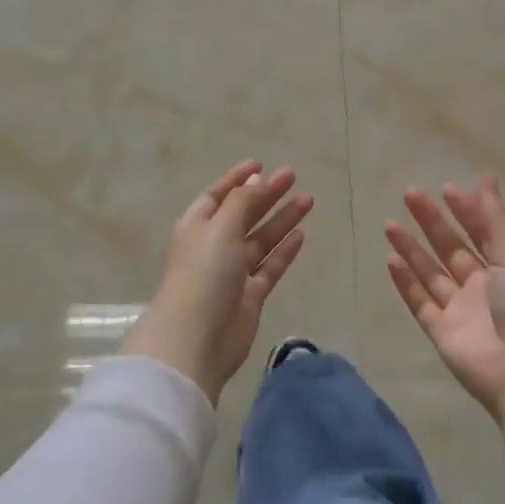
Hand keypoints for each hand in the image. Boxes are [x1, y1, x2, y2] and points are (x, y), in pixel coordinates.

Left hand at [122, 161, 311, 402]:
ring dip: (281, 220)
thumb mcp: (221, 229)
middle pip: (243, 214)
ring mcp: (232, 272)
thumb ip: (241, 202)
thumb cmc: (204, 274)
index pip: (218, 195)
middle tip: (293, 177)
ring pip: (260, 240)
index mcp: (197, 226)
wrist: (197, 339)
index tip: (262, 164)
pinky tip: (301, 234)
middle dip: (266, 195)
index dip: (238, 179)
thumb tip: (255, 178)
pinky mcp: (249, 296)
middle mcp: (214, 246)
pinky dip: (284, 251)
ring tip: (308, 200)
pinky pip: (269, 266)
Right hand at [383, 177, 504, 421]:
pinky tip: (391, 260)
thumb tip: (486, 178)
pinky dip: (406, 282)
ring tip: (390, 224)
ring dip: (411, 249)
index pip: (481, 232)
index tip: (445, 188)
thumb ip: (495, 222)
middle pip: (450, 248)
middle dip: (431, 222)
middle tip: (409, 194)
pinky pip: (419, 302)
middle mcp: (481, 287)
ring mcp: (459, 310)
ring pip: (430, 273)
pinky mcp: (441, 332)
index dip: (465, 210)